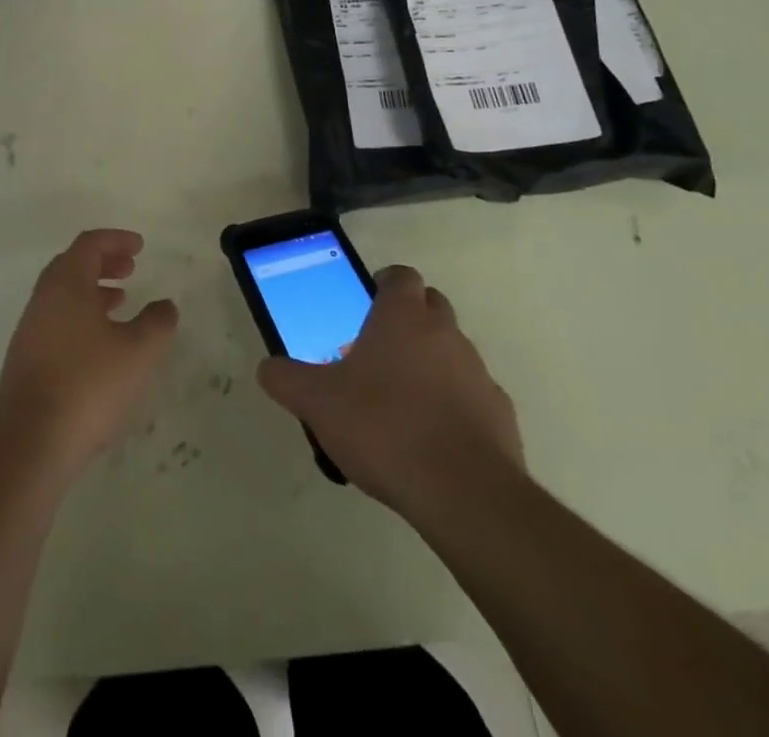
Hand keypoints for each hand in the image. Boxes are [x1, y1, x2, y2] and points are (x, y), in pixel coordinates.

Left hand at [0, 229, 178, 478]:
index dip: (116, 240)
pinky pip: (57, 321)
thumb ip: (157, 323)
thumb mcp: (138, 352)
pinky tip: (100, 345)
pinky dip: (81, 317)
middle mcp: (43, 298)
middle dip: (103, 262)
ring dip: (92, 291)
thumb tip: (165, 306)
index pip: (89, 244)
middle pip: (72, 265)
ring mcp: (30, 330)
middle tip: (130, 269)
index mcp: (66, 283)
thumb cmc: (88, 384)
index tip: (139, 246)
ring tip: (120, 303)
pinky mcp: (26, 360)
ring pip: (63, 295)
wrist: (29, 443)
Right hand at [257, 264, 522, 514]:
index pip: (400, 276)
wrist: (463, 493)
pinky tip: (431, 438)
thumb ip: (286, 379)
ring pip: (452, 351)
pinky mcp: (500, 413)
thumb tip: (268, 369)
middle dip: (408, 320)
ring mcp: (478, 372)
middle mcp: (445, 332)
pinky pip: (472, 395)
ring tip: (400, 402)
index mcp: (402, 316)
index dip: (384, 285)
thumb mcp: (317, 403)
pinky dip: (454, 404)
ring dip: (430, 363)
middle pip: (431, 306)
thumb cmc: (383, 427)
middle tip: (377, 352)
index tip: (365, 305)